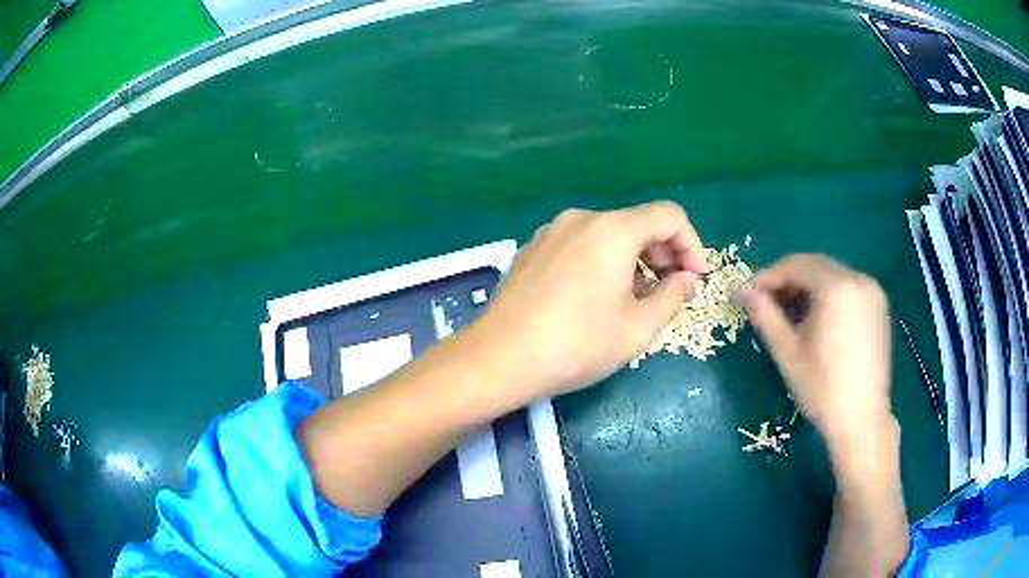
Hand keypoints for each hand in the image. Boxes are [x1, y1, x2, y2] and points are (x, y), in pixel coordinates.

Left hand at [472, 201, 706, 399]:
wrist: (499, 358)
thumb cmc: (576, 345)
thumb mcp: (637, 329)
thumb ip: (672, 297)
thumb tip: (686, 279)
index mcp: (613, 230)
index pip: (669, 216)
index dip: (692, 244)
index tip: (694, 279)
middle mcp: (582, 219)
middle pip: (638, 222)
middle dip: (664, 252)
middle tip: (668, 290)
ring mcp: (553, 230)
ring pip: (609, 233)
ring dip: (634, 258)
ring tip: (634, 298)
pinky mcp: (534, 247)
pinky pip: (582, 243)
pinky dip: (603, 260)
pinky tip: (596, 295)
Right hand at [744, 255, 895, 462]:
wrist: (862, 420)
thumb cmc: (822, 389)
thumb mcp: (788, 353)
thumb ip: (765, 315)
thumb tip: (740, 289)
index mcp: (837, 288)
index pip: (796, 265)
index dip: (770, 276)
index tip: (751, 293)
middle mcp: (858, 280)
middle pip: (816, 265)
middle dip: (789, 279)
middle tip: (768, 303)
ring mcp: (872, 291)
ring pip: (832, 274)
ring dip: (809, 285)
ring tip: (792, 313)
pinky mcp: (879, 305)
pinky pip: (848, 286)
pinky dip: (829, 293)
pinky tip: (818, 318)